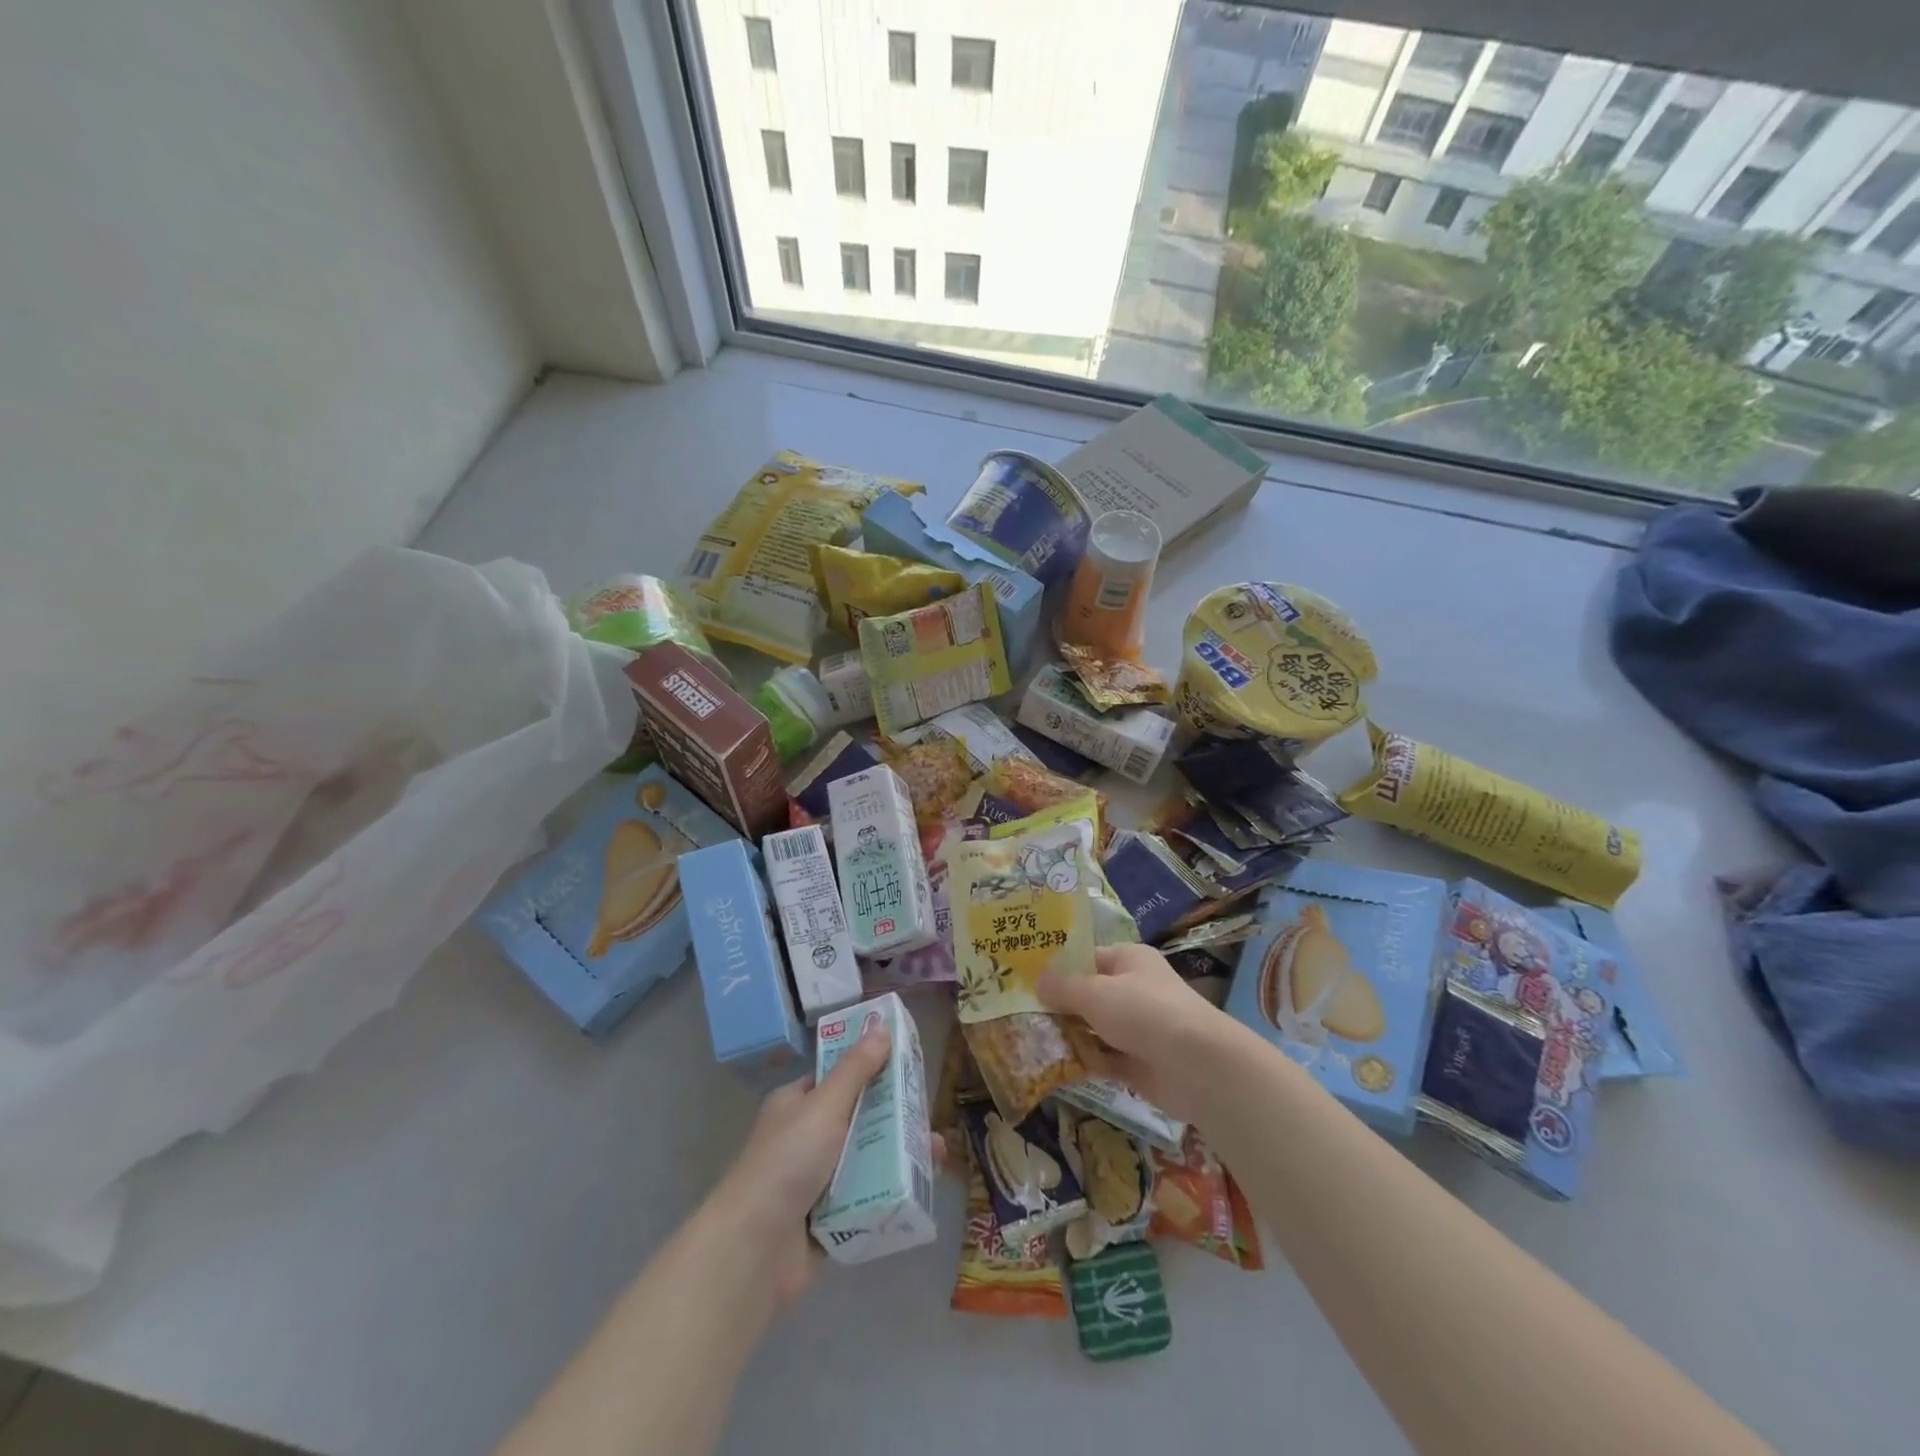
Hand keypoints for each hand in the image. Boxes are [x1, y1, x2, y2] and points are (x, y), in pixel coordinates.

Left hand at [705, 1026, 943, 1313]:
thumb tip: (880, 1026)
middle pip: (858, 1120)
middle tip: (930, 1117)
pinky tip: (921, 1192)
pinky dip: (888, 1196)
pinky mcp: (826, 1222)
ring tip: (936, 1157)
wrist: (754, 1249)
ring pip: (865, 1161)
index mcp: (796, 1105)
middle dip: (895, 1119)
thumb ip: (856, 1069)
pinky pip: (865, 1201)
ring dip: (898, 1158)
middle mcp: (804, 1139)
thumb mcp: (825, 1105)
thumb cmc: (787, 1161)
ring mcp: (815, 1183)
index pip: (838, 1078)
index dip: (871, 1070)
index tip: (908, 1068)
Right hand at [1038, 943, 1234, 1122]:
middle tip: (1018, 1013)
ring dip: (1068, 1035)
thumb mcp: (1095, 992)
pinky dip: (1083, 1061)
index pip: (1087, 958)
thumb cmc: (1143, 1011)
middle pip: (1088, 995)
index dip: (1057, 967)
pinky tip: (1053, 1065)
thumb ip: (1063, 987)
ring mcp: (1139, 1029)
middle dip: (1058, 1005)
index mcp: (1129, 960)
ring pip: (1094, 1029)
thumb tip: (1036, 981)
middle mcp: (1135, 990)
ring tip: (1028, 1039)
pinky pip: (1104, 1059)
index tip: (1024, 979)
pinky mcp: (1140, 1064)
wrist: (1197, 1066)